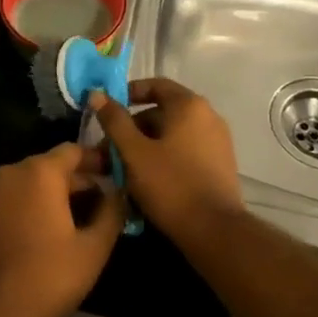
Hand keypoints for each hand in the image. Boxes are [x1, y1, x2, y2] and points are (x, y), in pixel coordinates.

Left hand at [0, 143, 124, 316]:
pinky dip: (28, 209)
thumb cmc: (46, 277)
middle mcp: (11, 173)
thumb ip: (111, 213)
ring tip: (75, 224)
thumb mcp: (93, 249)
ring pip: (28, 184)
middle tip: (101, 206)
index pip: (73, 151)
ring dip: (52, 197)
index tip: (115, 176)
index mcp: (40, 173)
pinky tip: (41, 237)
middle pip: (50, 167)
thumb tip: (117, 193)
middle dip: (77, 183)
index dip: (97, 160)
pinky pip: (9, 201)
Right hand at [91, 78, 243, 244]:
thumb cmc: (171, 185)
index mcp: (189, 105)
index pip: (155, 85)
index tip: (108, 111)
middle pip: (162, 112)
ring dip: (146, 146)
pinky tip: (147, 181)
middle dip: (132, 128)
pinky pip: (186, 151)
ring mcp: (217, 141)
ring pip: (172, 134)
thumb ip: (115, 121)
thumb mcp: (134, 152)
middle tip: (109, 150)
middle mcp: (208, 116)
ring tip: (123, 169)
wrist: (215, 231)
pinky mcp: (220, 165)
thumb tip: (97, 94)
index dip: (128, 94)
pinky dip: (164, 158)